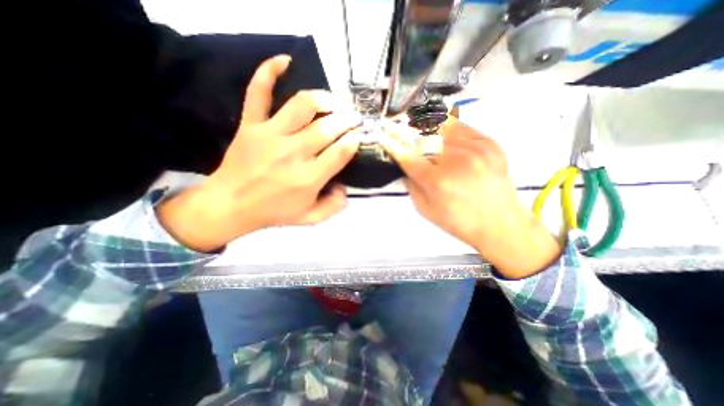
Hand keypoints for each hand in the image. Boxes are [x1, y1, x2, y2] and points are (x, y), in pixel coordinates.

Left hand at [159, 54, 361, 250]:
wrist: (230, 205)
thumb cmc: (274, 212)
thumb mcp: (310, 218)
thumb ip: (334, 206)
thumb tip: (346, 187)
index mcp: (309, 178)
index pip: (341, 151)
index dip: (355, 140)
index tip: (359, 136)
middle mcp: (293, 153)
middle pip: (328, 127)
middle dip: (347, 119)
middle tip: (354, 118)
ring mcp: (270, 135)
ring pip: (302, 105)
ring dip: (324, 99)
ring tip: (334, 102)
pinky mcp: (251, 125)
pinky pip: (258, 92)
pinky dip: (269, 72)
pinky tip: (284, 60)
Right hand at [382, 115, 562, 277]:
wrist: (499, 223)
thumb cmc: (458, 221)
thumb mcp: (425, 209)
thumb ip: (412, 185)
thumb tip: (405, 164)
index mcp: (437, 181)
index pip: (407, 155)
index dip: (391, 143)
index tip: (381, 133)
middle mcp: (455, 161)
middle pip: (422, 137)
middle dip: (404, 130)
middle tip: (393, 124)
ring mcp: (475, 149)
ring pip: (441, 127)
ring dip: (423, 125)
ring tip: (413, 122)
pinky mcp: (489, 144)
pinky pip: (461, 127)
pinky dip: (445, 126)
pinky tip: (437, 129)